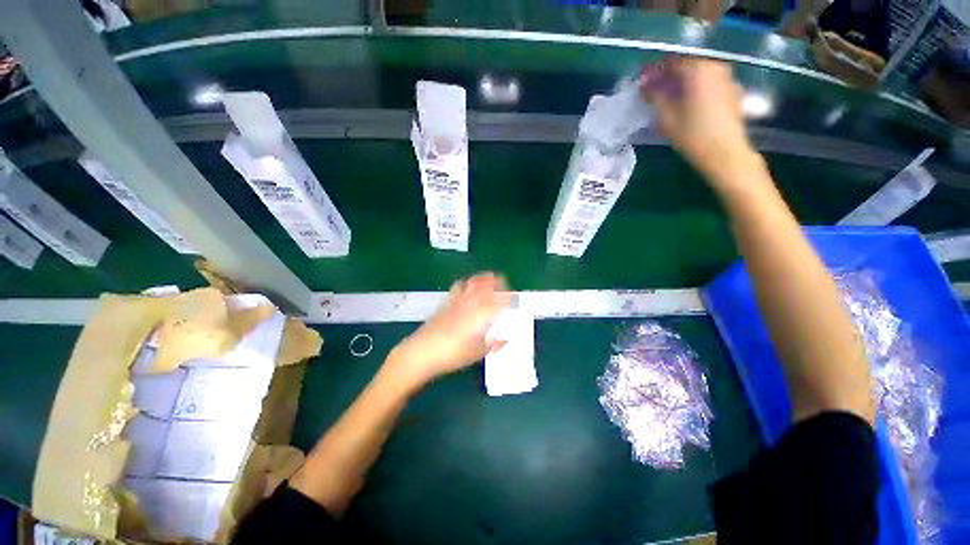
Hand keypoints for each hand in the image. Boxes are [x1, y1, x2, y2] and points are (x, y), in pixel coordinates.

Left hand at [385, 272, 511, 388]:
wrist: (422, 352)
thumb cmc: (453, 355)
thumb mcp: (477, 353)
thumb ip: (494, 344)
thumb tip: (506, 339)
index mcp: (482, 314)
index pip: (500, 300)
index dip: (510, 299)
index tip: (515, 301)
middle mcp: (472, 302)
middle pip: (488, 285)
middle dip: (500, 283)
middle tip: (506, 288)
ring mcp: (458, 299)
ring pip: (474, 282)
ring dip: (485, 280)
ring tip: (491, 283)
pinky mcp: (447, 301)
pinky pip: (459, 286)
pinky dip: (468, 284)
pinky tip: (468, 288)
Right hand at [640, 57, 755, 182]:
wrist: (725, 152)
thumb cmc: (692, 134)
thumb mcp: (666, 117)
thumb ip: (654, 97)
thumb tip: (645, 86)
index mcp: (697, 70)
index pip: (671, 62)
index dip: (654, 71)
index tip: (643, 82)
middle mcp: (715, 66)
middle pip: (687, 65)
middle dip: (669, 76)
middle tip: (655, 91)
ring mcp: (727, 78)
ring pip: (699, 73)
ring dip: (683, 82)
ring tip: (670, 98)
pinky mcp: (732, 90)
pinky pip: (709, 82)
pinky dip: (696, 87)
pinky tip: (688, 103)